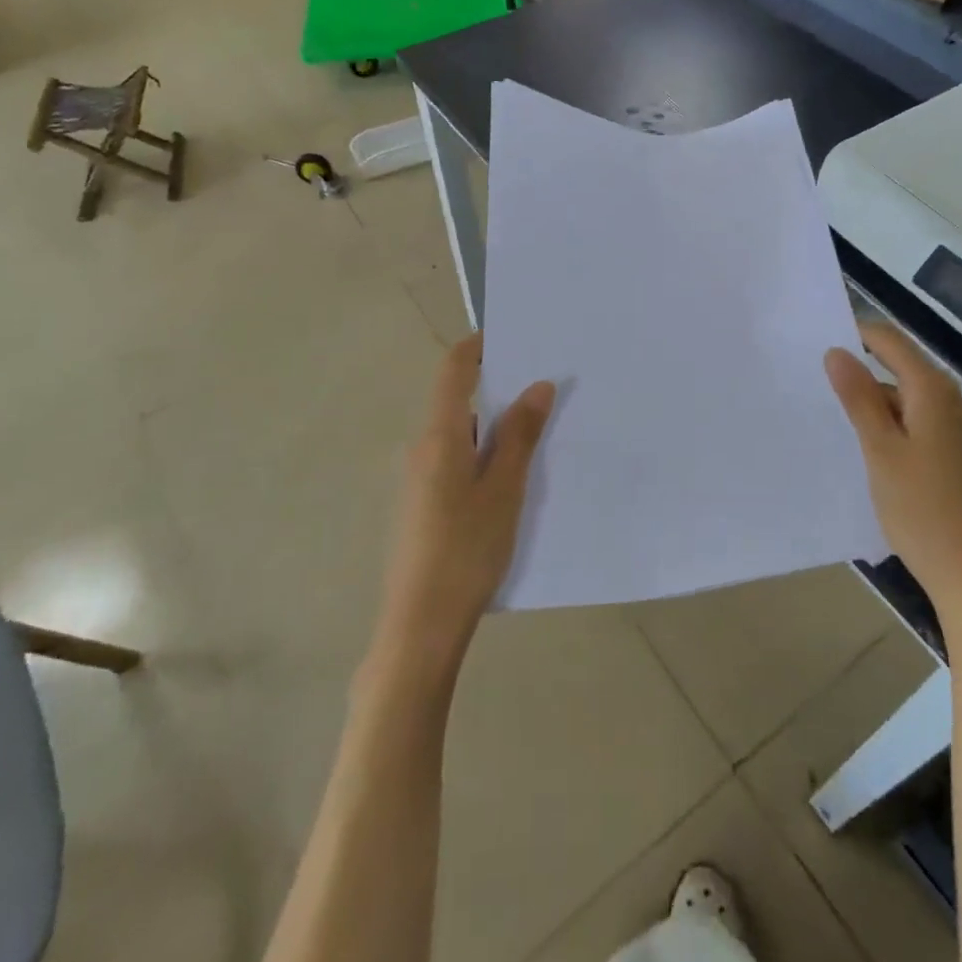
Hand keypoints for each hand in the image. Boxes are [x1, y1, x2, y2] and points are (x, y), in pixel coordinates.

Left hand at [375, 335, 554, 673]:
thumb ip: (519, 434)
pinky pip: (454, 462)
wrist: (420, 625)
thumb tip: (537, 385)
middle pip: (457, 401)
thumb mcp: (504, 489)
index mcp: (438, 436)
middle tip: (543, 390)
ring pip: (459, 435)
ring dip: (493, 428)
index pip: (453, 370)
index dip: (477, 346)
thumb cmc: (466, 549)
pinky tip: (511, 480)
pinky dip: (482, 455)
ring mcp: (417, 479)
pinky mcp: (421, 505)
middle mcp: (420, 449)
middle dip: (497, 390)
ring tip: (538, 434)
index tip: (511, 336)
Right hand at [825, 323, 961, 650]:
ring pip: (906, 397)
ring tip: (830, 414)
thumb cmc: (922, 510)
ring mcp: (956, 430)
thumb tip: (836, 350)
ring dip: (872, 400)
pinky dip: (888, 424)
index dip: (855, 334)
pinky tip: (865, 445)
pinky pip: (915, 422)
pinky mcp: (954, 455)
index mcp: (933, 392)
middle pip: (900, 366)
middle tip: (814, 381)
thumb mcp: (880, 450)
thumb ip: (858, 397)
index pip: (890, 340)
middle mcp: (950, 401)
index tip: (815, 344)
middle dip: (860, 369)